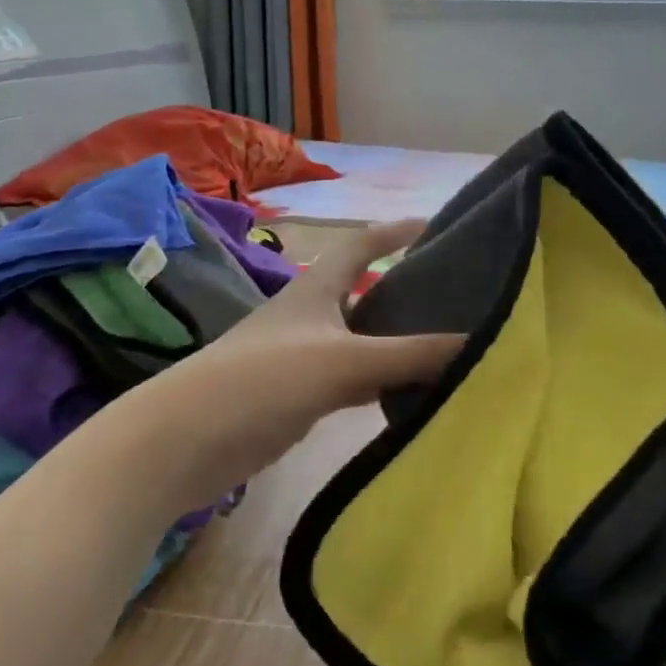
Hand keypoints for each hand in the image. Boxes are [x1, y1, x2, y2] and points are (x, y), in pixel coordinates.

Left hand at [109, 221, 462, 515]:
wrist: (186, 440)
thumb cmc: (264, 379)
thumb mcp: (343, 361)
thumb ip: (410, 354)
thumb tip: (479, 342)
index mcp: (316, 288)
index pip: (361, 244)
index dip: (396, 231)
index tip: (436, 225)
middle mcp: (311, 315)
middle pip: (366, 291)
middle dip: (405, 288)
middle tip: (455, 293)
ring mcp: (304, 356)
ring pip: (362, 340)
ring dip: (396, 340)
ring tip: (446, 342)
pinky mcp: (299, 396)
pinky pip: (352, 380)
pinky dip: (381, 382)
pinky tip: (410, 393)